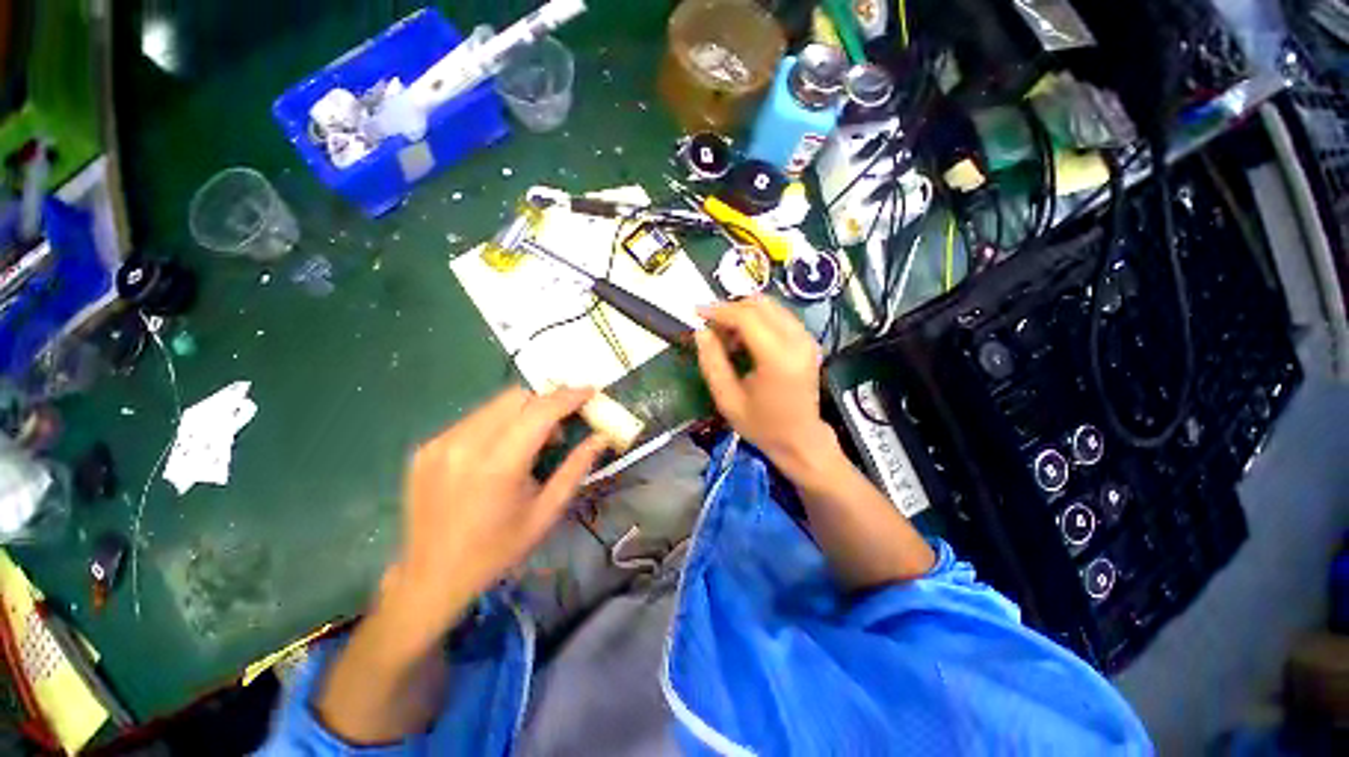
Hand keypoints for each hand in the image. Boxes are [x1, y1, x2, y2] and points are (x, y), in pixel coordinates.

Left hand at [382, 386, 608, 647]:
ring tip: (530, 443)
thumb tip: (601, 437)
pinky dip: (497, 424)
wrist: (430, 579)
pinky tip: (499, 452)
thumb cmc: (497, 550)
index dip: (568, 396)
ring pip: (494, 405)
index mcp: (497, 466)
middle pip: (516, 397)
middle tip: (559, 429)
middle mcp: (465, 445)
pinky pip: (474, 419)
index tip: (590, 391)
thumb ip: (576, 468)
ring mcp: (440, 444)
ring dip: (522, 413)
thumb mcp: (546, 513)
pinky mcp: (426, 447)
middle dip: (545, 403)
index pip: (540, 411)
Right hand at [694, 296, 838, 479]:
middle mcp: (797, 341)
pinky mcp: (808, 340)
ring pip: (770, 306)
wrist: (801, 440)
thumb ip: (712, 363)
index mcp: (778, 358)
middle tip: (712, 328)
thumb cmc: (762, 425)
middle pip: (760, 304)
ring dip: (744, 313)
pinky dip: (757, 320)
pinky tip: (745, 340)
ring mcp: (807, 338)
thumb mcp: (728, 399)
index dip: (719, 311)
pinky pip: (779, 316)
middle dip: (731, 309)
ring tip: (727, 337)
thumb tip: (701, 332)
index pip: (746, 317)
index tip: (697, 313)